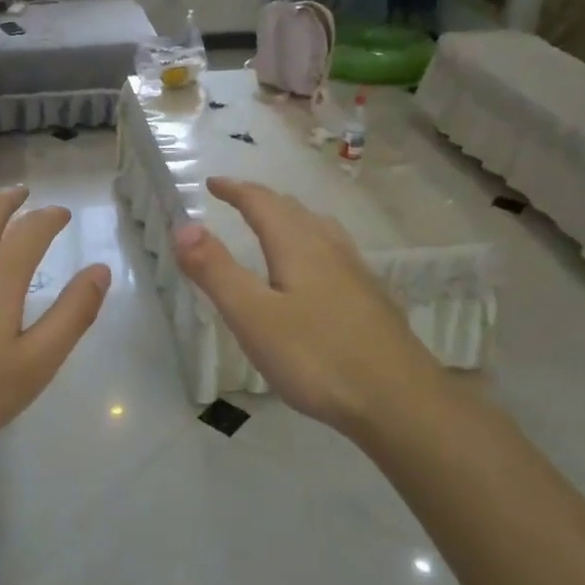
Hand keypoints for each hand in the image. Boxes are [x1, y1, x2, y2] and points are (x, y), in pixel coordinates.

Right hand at [173, 176, 441, 436]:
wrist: (400, 402)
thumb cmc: (317, 358)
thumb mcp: (253, 316)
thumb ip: (216, 271)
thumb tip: (183, 226)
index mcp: (298, 246)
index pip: (261, 203)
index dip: (235, 190)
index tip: (212, 183)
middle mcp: (329, 248)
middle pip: (293, 210)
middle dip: (260, 200)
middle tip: (236, 200)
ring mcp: (356, 273)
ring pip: (319, 228)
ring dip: (290, 217)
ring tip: (276, 224)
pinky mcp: (371, 298)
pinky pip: (334, 251)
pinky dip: (311, 242)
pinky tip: (317, 271)